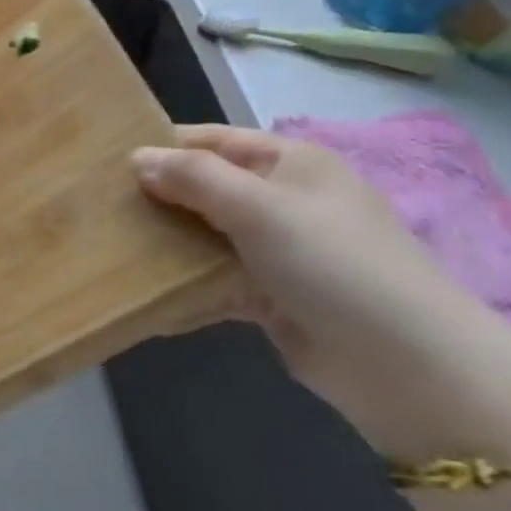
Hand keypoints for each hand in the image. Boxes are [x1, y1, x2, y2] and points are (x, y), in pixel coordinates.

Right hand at [131, 124, 510, 454]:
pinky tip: (143, 295)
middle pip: (204, 188)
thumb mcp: (259, 206)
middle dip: (156, 197)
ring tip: (108, 246)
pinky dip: (184, 288)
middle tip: (99, 206)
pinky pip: (214, 283)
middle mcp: (283, 201)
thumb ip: (193, 177)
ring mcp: (279, 252)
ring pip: (205, 236)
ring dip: (165, 243)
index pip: (211, 140)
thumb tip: (136, 159)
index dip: (162, 146)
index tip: (106, 161)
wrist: (411, 370)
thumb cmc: (335, 264)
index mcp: (290, 163)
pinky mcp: (273, 298)